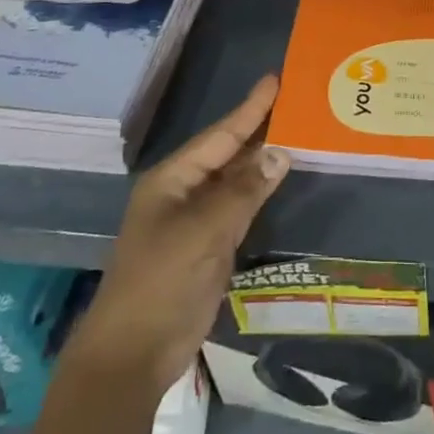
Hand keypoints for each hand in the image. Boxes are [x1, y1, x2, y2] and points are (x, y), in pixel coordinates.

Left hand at [68, 76, 289, 395]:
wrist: (135, 353)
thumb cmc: (161, 281)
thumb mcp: (203, 231)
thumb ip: (244, 191)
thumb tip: (281, 153)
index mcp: (172, 179)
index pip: (220, 135)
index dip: (249, 108)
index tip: (275, 80)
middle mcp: (184, 192)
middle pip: (229, 153)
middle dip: (260, 130)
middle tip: (296, 102)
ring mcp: (197, 220)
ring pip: (237, 180)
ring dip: (264, 160)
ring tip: (299, 132)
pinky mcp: (210, 246)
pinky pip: (241, 208)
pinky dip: (262, 192)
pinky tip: (282, 178)